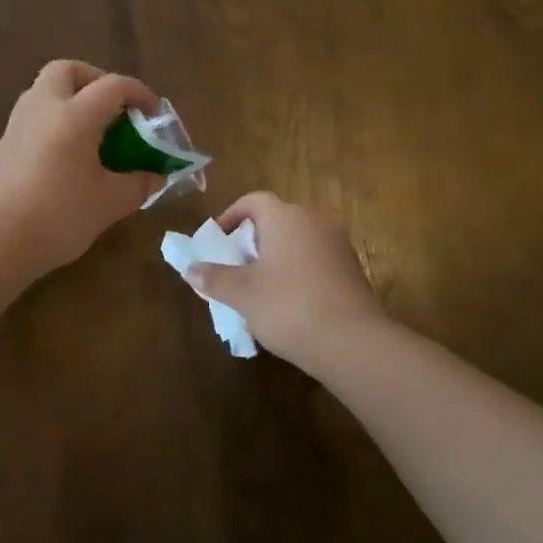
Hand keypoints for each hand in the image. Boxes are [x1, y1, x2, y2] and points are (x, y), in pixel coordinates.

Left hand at [0, 61, 165, 274]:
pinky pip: (33, 116)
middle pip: (67, 70)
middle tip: (113, 108)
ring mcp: (18, 124)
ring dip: (70, 99)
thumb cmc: (59, 215)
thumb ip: (138, 184)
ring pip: (45, 91)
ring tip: (91, 132)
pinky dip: (54, 121)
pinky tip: (66, 154)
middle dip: (94, 80)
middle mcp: (43, 107)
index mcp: (75, 114)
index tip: (153, 114)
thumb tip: (156, 176)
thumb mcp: (110, 202)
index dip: (139, 93)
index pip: (113, 85)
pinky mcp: (3, 145)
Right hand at [188, 192, 384, 373]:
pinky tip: (289, 302)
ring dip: (277, 257)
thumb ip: (214, 278)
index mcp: (285, 217)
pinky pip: (316, 259)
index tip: (219, 240)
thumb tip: (190, 269)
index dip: (231, 216)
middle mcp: (314, 220)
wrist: (352, 342)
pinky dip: (298, 271)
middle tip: (236, 266)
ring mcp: (337, 244)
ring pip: (298, 240)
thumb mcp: (242, 294)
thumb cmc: (288, 306)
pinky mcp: (352, 269)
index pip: (253, 201)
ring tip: (259, 287)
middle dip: (254, 240)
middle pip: (277, 219)